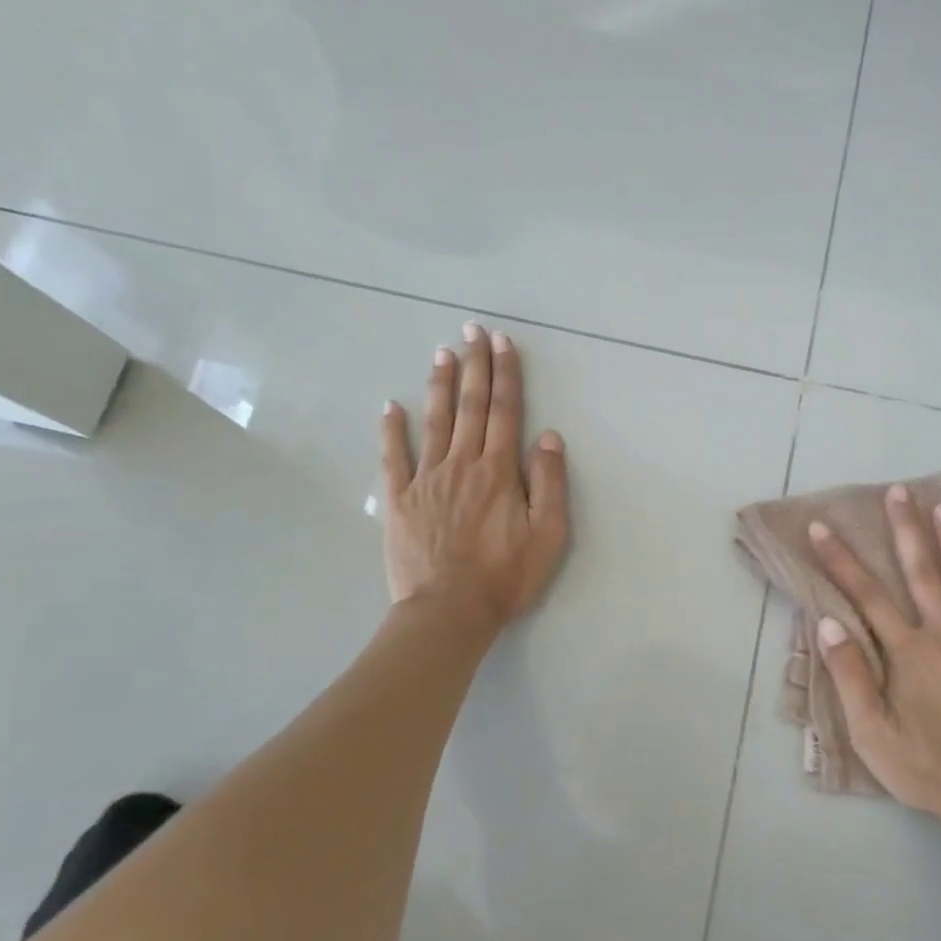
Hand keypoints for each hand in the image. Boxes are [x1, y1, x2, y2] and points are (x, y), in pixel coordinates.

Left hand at [380, 323, 568, 629]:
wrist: (449, 611)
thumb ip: (549, 482)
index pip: (505, 412)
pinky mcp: (400, 500)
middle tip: (472, 330)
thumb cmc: (506, 576)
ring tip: (442, 351)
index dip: (506, 375)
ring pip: (434, 421)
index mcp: (498, 471)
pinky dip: (392, 430)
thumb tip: (547, 437)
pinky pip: (393, 457)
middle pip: (470, 406)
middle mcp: (462, 464)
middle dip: (474, 365)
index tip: (503, 343)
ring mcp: (426, 479)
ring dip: (439, 384)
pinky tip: (390, 406)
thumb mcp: (549, 534)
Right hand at [809, 485, 940, 831]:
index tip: (822, 528)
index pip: (867, 595)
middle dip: (906, 528)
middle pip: (921, 571)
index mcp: (908, 651)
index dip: (841, 560)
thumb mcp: (872, 733)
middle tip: (898, 491)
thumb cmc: (925, 768)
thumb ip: (850, 675)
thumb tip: (827, 623)